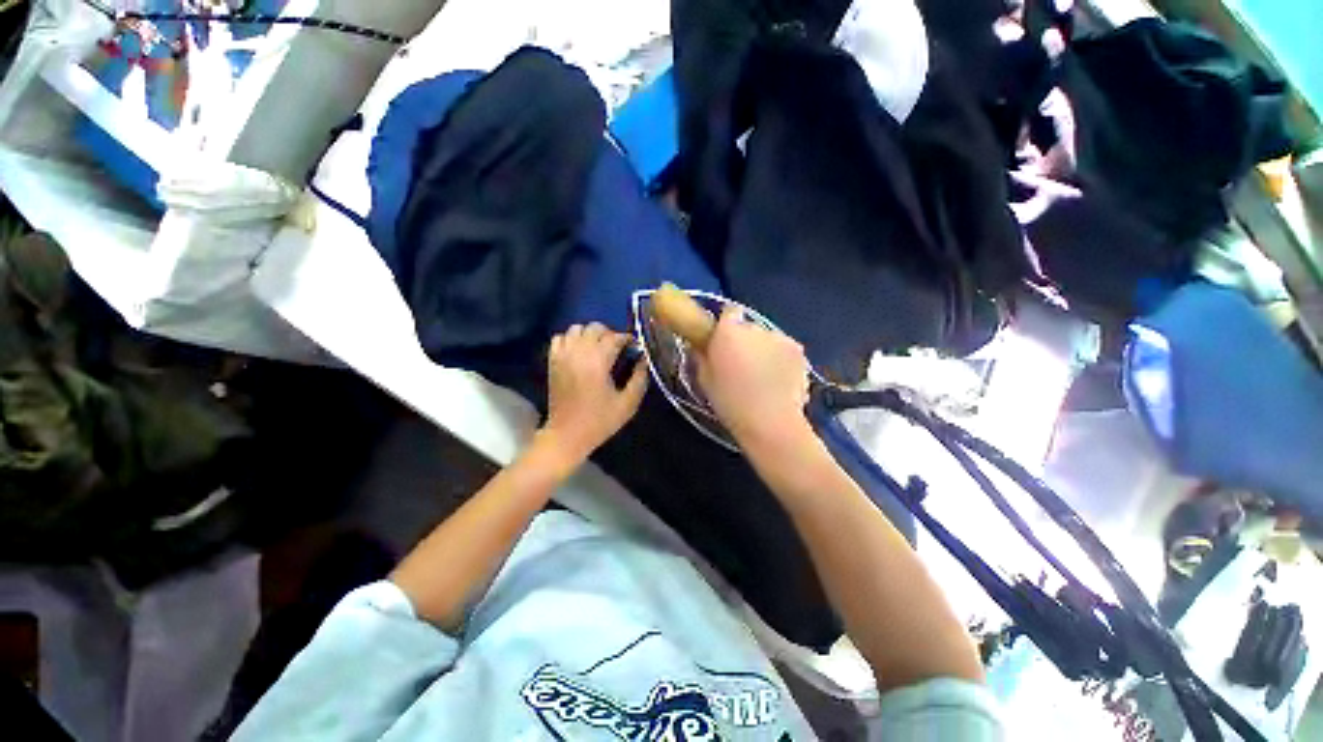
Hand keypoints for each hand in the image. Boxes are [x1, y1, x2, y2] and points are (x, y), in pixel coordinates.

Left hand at [542, 323, 647, 459]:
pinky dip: (571, 339)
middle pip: (595, 328)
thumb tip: (643, 360)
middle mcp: (578, 353)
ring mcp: (562, 356)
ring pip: (576, 328)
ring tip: (598, 348)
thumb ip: (639, 379)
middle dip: (610, 334)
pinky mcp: (552, 361)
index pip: (615, 337)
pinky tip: (580, 351)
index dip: (627, 339)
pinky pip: (560, 338)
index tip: (635, 348)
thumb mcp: (628, 404)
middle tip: (618, 349)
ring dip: (590, 334)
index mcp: (598, 362)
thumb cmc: (600, 421)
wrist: (567, 435)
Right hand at [696, 307, 811, 446]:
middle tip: (741, 364)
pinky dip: (781, 359)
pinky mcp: (799, 350)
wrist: (771, 422)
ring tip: (763, 376)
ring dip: (764, 350)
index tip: (724, 340)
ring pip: (768, 339)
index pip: (729, 311)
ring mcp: (780, 338)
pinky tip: (778, 380)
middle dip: (745, 341)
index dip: (727, 324)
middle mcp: (755, 328)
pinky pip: (784, 349)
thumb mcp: (705, 380)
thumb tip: (702, 347)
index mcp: (728, 332)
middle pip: (749, 328)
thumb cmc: (730, 402)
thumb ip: (702, 357)